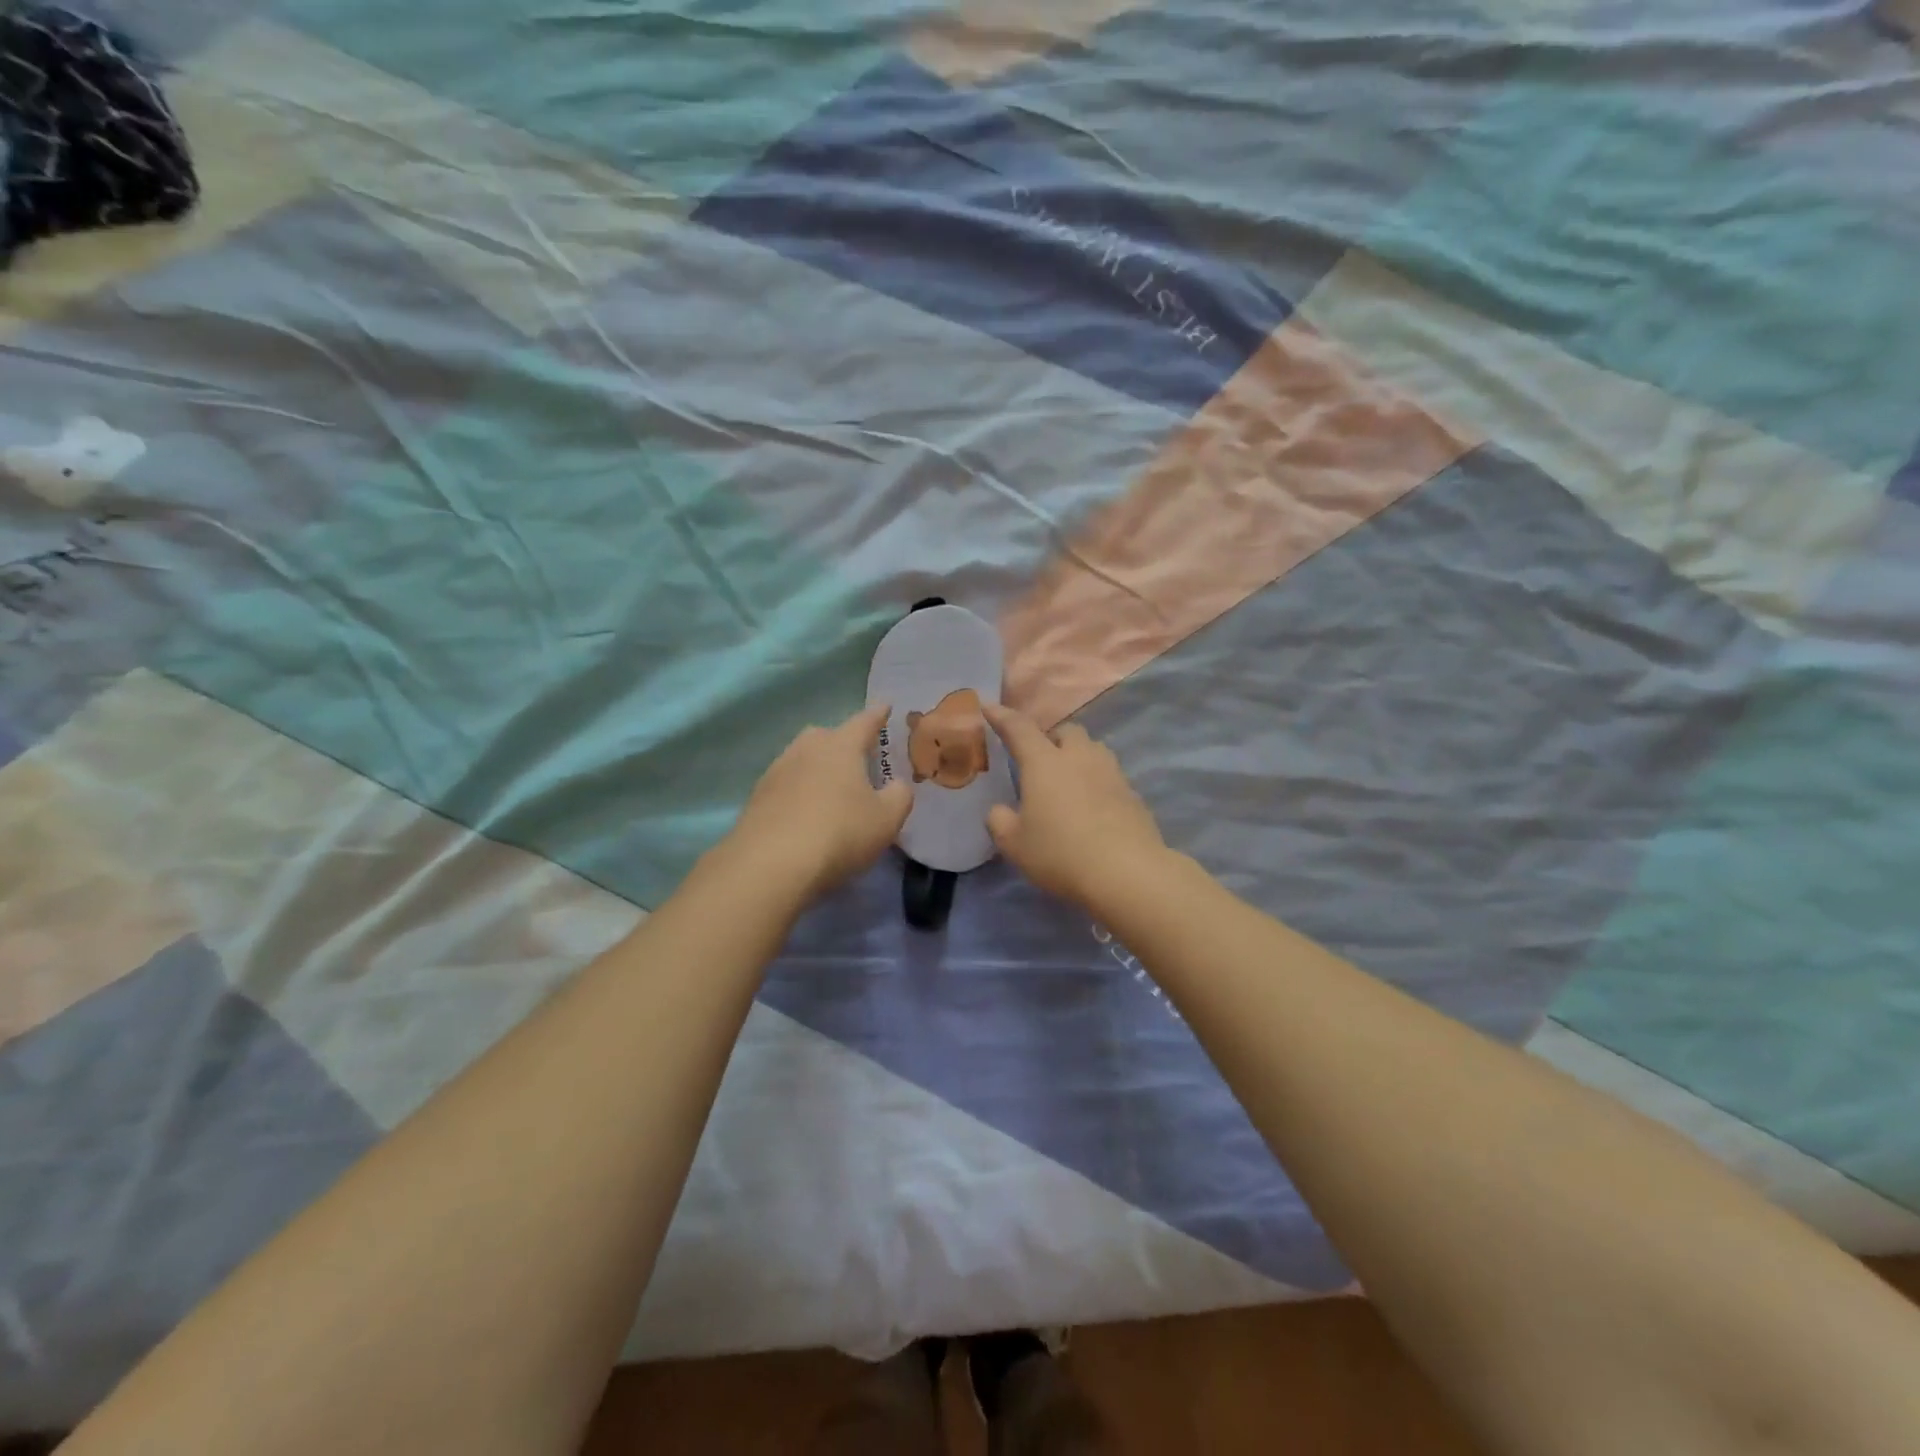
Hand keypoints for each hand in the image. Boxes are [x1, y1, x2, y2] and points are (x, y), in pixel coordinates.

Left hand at [725, 703, 912, 901]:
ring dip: (817, 768)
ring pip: (802, 758)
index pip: (864, 721)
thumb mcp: (887, 819)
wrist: (771, 864)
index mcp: (841, 746)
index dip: (878, 715)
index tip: (885, 705)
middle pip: (826, 735)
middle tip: (856, 756)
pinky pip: (785, 785)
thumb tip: (897, 785)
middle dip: (842, 741)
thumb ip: (899, 795)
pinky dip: (798, 792)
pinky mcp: (757, 798)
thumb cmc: (840, 833)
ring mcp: (776, 771)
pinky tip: (805, 812)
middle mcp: (806, 749)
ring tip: (830, 787)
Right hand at [983, 704, 1169, 911]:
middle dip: (1051, 738)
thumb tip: (1000, 810)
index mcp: (1044, 763)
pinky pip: (1110, 776)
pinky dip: (1097, 782)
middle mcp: (1079, 758)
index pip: (1019, 729)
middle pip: (1067, 731)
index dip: (1002, 717)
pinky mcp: (1133, 794)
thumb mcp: (1015, 844)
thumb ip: (1000, 821)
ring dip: (1078, 756)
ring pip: (1093, 750)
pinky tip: (1092, 807)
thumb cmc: (1060, 853)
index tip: (990, 708)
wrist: (1127, 872)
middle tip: (1040, 759)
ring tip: (1068, 780)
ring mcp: (1111, 774)